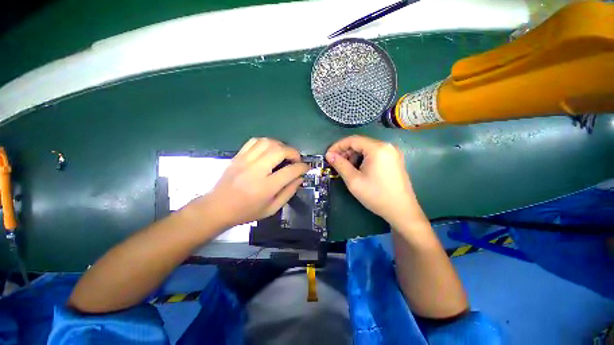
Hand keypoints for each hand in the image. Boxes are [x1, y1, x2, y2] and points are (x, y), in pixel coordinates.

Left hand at [199, 138, 308, 227]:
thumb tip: (300, 178)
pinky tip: (269, 150)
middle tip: (296, 159)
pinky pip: (254, 141)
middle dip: (293, 152)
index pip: (290, 171)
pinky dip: (266, 142)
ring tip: (284, 154)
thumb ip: (288, 193)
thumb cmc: (246, 212)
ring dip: (281, 145)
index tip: (306, 167)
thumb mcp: (271, 209)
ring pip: (268, 142)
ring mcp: (245, 161)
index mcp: (265, 187)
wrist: (217, 207)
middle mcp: (256, 171)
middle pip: (279, 151)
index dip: (302, 167)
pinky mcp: (238, 156)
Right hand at [326, 135, 424, 225]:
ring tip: (346, 167)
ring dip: (354, 155)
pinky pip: (374, 154)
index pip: (353, 140)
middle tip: (335, 162)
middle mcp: (387, 146)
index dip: (338, 146)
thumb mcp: (354, 180)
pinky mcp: (394, 159)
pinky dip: (363, 158)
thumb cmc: (376, 195)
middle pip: (360, 143)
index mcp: (377, 148)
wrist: (401, 210)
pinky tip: (358, 168)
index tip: (328, 155)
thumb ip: (340, 165)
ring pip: (367, 148)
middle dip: (345, 151)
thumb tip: (329, 155)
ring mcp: (392, 152)